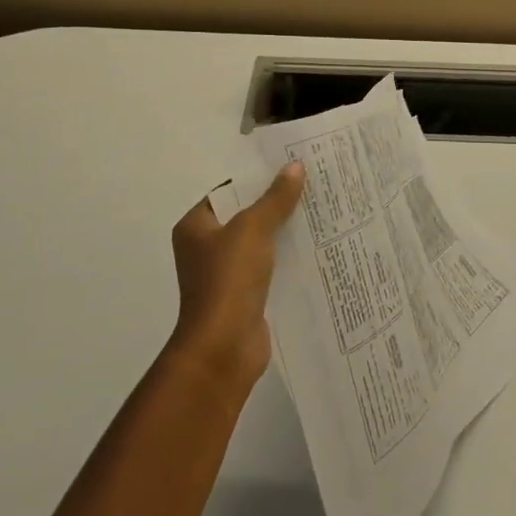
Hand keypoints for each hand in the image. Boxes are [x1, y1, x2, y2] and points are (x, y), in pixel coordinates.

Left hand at [167, 165, 304, 394]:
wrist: (224, 349)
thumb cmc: (228, 281)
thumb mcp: (253, 230)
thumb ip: (275, 199)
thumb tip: (294, 167)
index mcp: (195, 227)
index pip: (228, 192)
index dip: (256, 178)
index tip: (288, 166)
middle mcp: (206, 248)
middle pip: (245, 216)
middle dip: (275, 203)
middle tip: (310, 183)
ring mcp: (225, 275)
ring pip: (260, 243)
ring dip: (284, 231)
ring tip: (320, 209)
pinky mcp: (245, 296)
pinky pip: (270, 267)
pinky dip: (287, 258)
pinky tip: (316, 246)